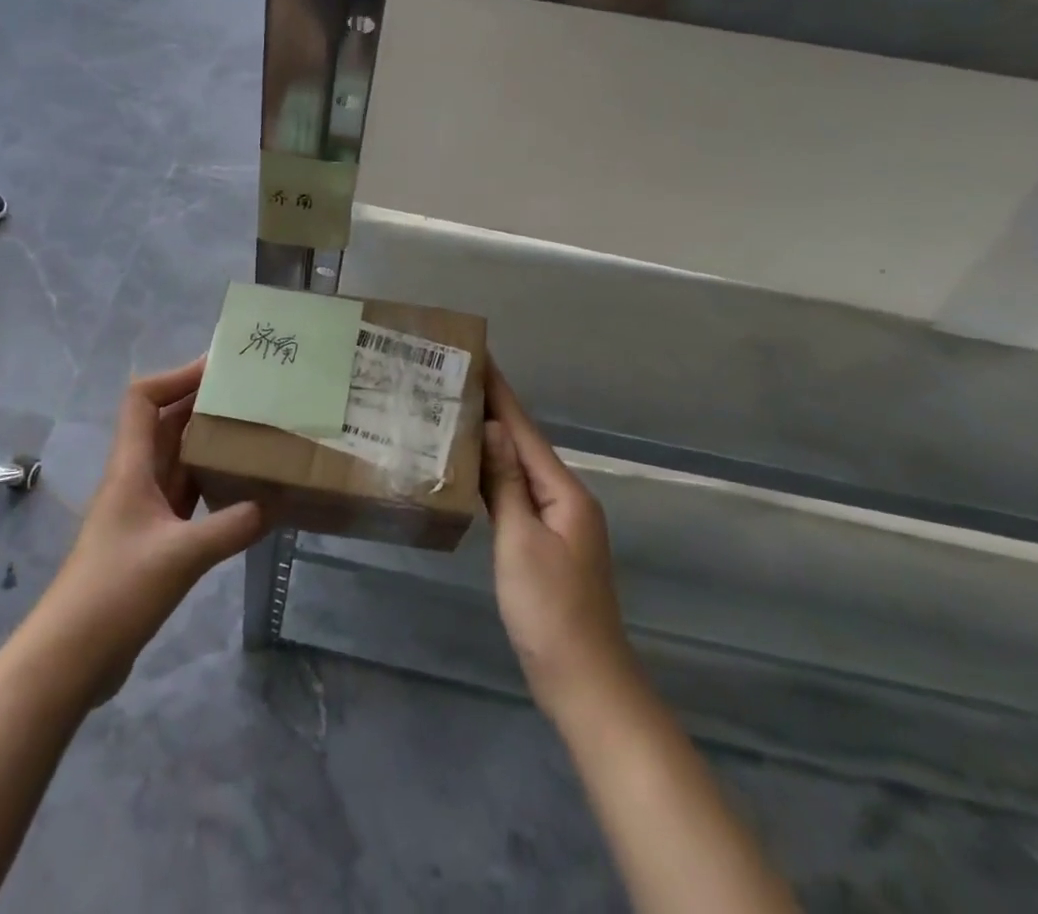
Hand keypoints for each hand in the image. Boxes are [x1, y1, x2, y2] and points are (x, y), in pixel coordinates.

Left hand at [37, 359, 266, 703]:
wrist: (69, 658)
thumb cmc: (116, 591)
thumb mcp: (181, 556)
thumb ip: (232, 526)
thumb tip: (278, 502)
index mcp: (130, 467)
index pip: (143, 399)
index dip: (176, 376)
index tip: (219, 369)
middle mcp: (134, 478)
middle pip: (165, 424)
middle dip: (202, 404)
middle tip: (250, 395)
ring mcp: (142, 510)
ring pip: (178, 460)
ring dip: (209, 444)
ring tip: (254, 432)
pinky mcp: (152, 540)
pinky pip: (185, 496)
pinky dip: (211, 485)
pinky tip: (242, 489)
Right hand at [481, 363, 632, 717]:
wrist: (586, 683)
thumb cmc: (551, 611)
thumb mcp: (521, 542)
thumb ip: (505, 483)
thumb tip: (490, 427)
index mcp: (564, 491)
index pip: (523, 428)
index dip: (500, 391)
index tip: (478, 355)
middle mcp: (565, 497)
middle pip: (522, 442)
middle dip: (491, 409)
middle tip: (450, 380)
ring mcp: (557, 521)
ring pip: (518, 467)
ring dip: (490, 439)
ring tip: (453, 413)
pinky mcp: (546, 542)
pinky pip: (517, 492)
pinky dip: (494, 473)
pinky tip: (470, 469)